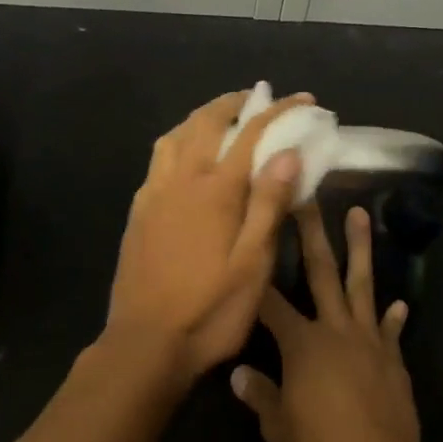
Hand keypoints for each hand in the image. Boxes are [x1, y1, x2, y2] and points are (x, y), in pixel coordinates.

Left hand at [101, 89, 311, 385]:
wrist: (145, 344)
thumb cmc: (210, 310)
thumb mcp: (253, 264)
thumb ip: (268, 204)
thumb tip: (288, 153)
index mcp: (215, 190)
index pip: (251, 134)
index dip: (280, 112)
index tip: (304, 100)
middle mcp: (181, 180)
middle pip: (206, 122)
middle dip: (235, 102)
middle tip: (258, 98)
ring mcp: (154, 194)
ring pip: (175, 135)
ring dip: (201, 116)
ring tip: (221, 117)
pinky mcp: (138, 211)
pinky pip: (158, 159)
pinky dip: (177, 141)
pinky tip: (185, 157)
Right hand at [231, 205, 423, 441]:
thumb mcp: (278, 427)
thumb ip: (259, 395)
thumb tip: (237, 374)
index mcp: (302, 342)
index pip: (271, 302)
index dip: (257, 276)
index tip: (250, 243)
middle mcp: (334, 329)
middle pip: (321, 272)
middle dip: (311, 233)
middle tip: (309, 198)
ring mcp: (367, 339)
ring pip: (362, 284)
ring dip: (361, 248)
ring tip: (360, 215)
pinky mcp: (392, 357)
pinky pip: (390, 330)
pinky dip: (394, 317)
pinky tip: (400, 303)